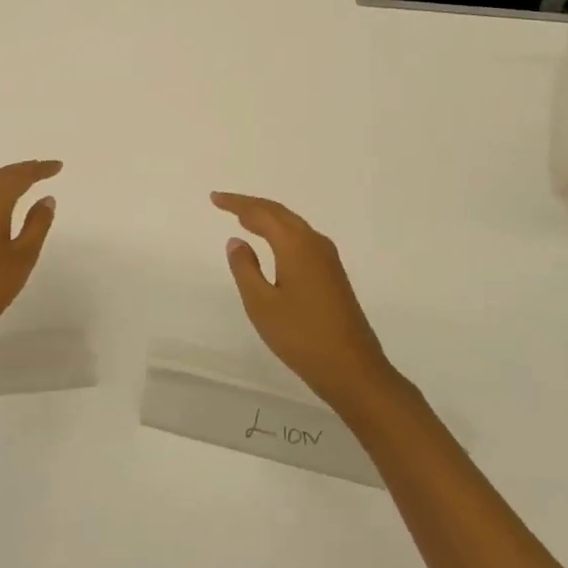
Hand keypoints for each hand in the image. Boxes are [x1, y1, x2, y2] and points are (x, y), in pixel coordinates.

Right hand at [212, 191, 398, 412]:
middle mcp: (315, 243)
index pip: (261, 213)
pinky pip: (301, 239)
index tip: (214, 198)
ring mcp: (328, 259)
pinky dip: (281, 233)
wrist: (352, 369)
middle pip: (279, 213)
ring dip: (267, 218)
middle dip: (251, 206)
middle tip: (225, 204)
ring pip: (293, 225)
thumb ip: (245, 268)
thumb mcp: (262, 304)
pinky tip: (272, 244)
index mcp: (296, 245)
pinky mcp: (333, 274)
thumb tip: (237, 240)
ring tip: (244, 219)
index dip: (236, 204)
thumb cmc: (302, 336)